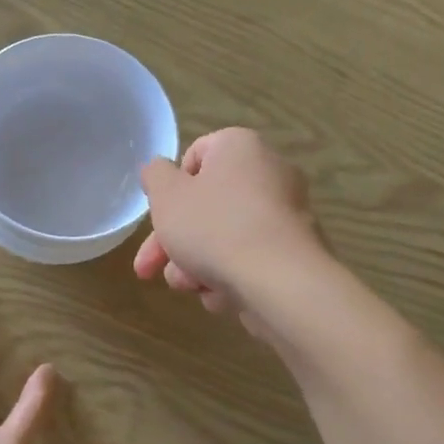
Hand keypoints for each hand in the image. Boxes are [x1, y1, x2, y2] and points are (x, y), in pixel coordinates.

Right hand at [133, 129, 322, 326]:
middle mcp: (269, 172)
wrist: (280, 282)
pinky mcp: (294, 253)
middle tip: (148, 269)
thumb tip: (158, 170)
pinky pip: (250, 259)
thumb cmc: (215, 228)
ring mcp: (286, 215)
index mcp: (240, 147)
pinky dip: (230, 276)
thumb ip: (155, 176)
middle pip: (207, 205)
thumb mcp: (166, 196)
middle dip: (174, 242)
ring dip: (197, 264)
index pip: (195, 155)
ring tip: (190, 286)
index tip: (159, 215)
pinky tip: (221, 296)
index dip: (171, 188)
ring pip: (224, 237)